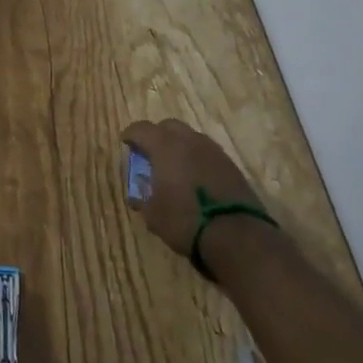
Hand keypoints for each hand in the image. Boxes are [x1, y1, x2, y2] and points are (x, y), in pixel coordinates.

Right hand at [121, 119, 264, 259]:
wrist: (236, 235)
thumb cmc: (185, 221)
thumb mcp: (153, 214)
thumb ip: (142, 197)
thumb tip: (138, 194)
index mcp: (164, 146)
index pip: (141, 129)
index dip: (131, 134)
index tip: (125, 143)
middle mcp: (189, 141)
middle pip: (168, 126)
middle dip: (157, 136)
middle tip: (150, 153)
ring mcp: (213, 151)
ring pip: (191, 137)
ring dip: (179, 146)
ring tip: (174, 166)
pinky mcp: (231, 165)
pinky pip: (207, 153)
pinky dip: (197, 159)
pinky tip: (195, 178)